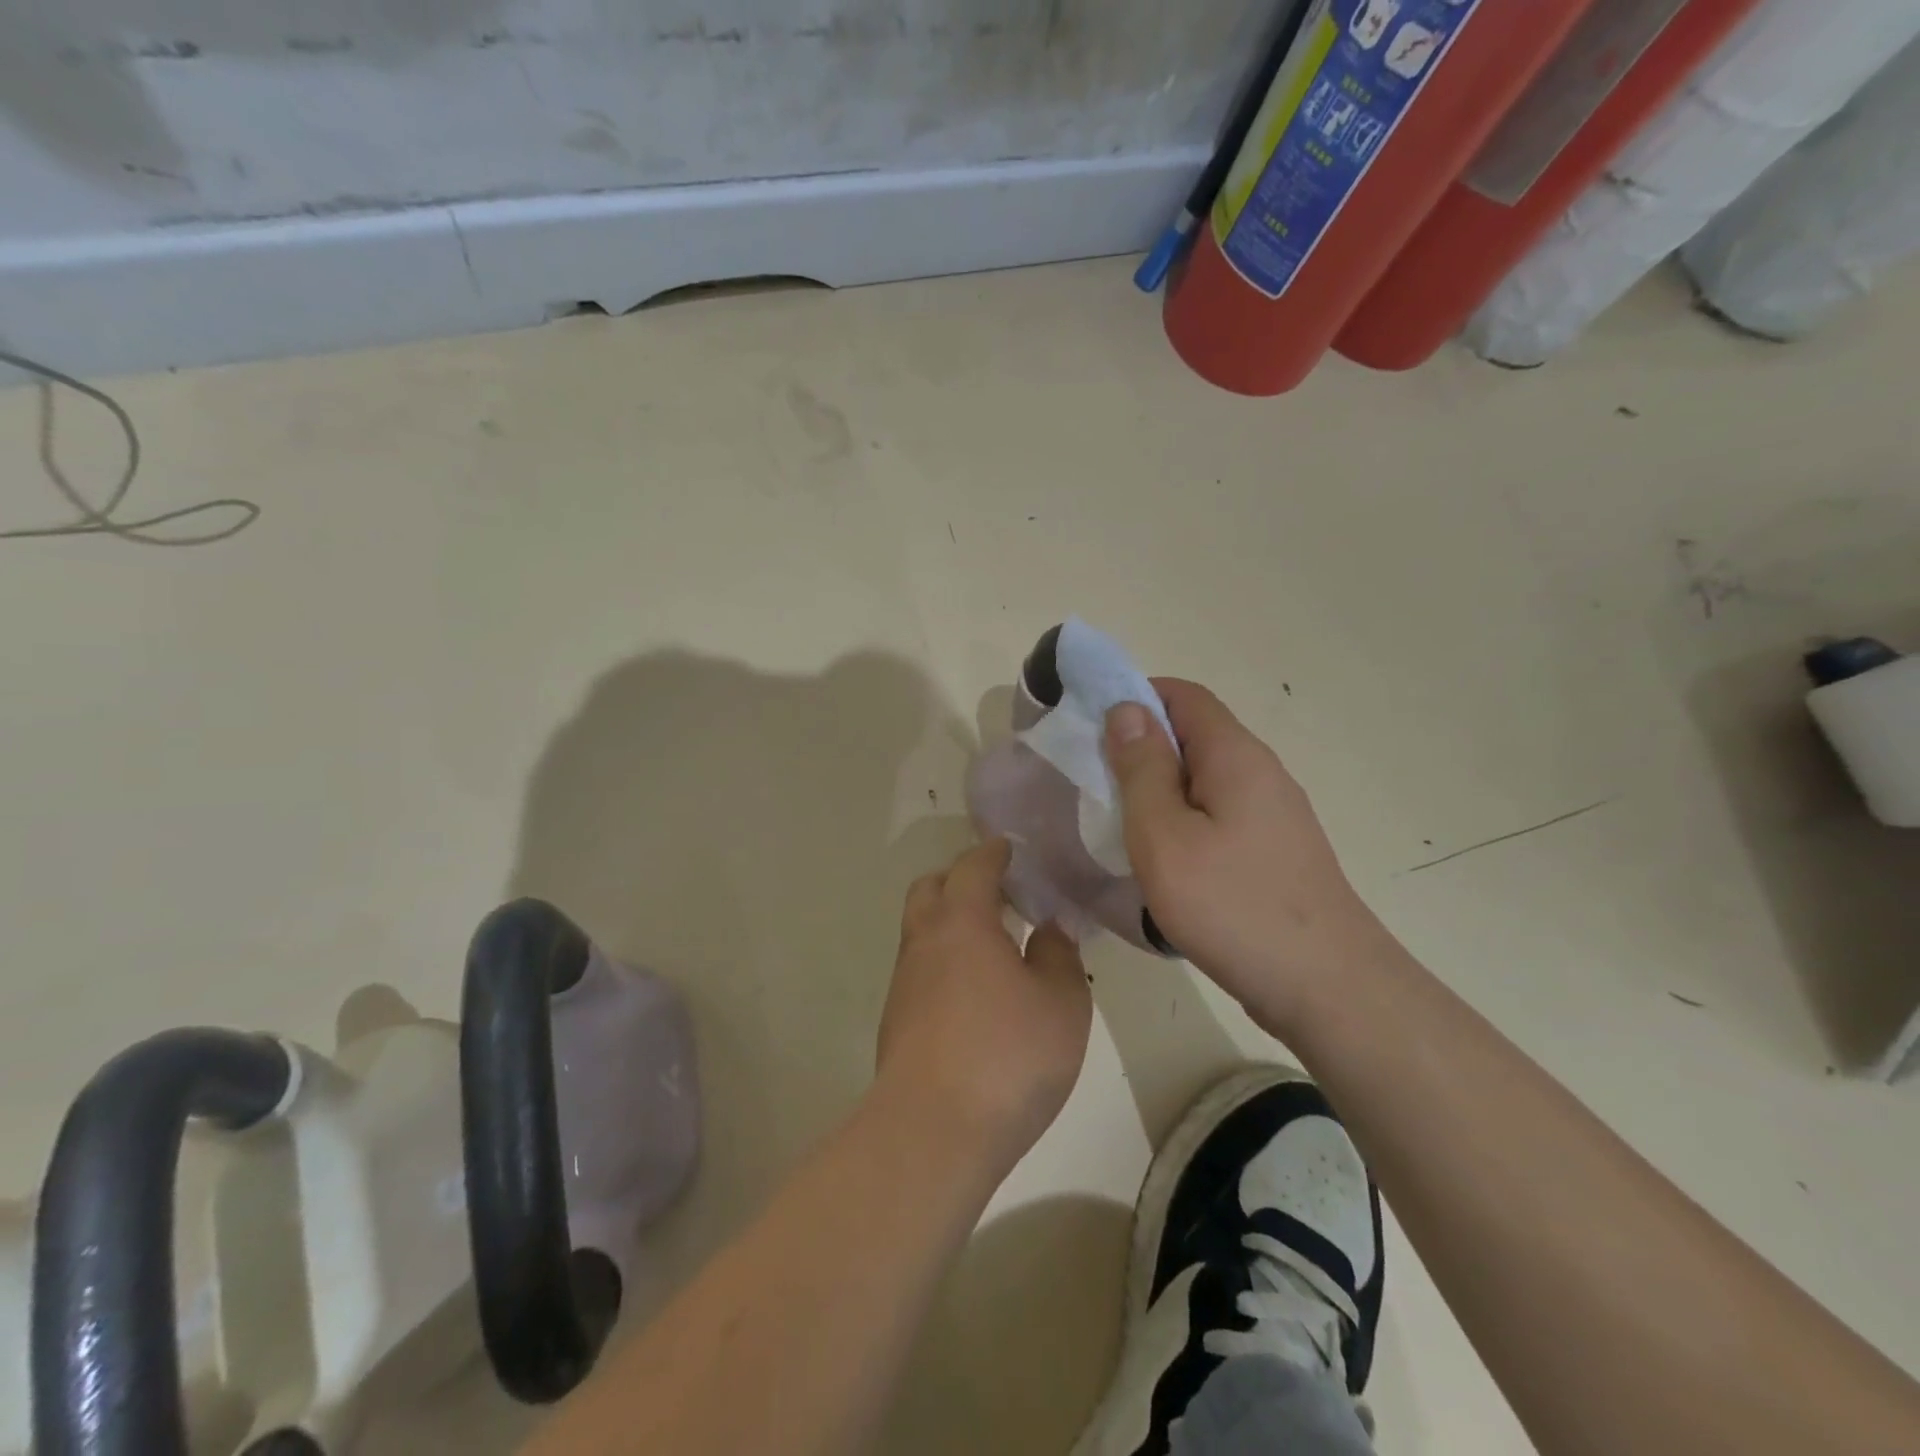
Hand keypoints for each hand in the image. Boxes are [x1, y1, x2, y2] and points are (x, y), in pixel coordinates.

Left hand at [876, 838, 1091, 1173]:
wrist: (932, 1132)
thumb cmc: (1007, 1056)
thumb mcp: (1061, 1003)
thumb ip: (1057, 956)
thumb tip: (1046, 929)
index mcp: (962, 922)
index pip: (973, 867)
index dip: (992, 853)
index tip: (1008, 849)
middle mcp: (924, 942)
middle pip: (930, 889)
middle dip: (959, 880)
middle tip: (997, 894)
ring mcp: (904, 983)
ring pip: (921, 931)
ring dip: (950, 923)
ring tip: (992, 946)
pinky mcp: (896, 1021)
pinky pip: (921, 970)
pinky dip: (944, 962)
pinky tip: (974, 994)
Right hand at [1104, 680, 1392, 1030]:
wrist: (1327, 988)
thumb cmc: (1232, 905)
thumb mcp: (1164, 835)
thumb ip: (1142, 769)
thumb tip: (1128, 709)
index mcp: (1234, 756)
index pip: (1183, 695)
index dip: (1135, 697)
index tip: (1092, 729)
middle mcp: (1261, 773)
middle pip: (1195, 736)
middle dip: (1142, 749)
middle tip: (1097, 784)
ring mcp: (1275, 815)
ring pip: (1205, 780)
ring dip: (1160, 790)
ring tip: (1122, 826)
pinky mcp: (1276, 852)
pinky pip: (1219, 815)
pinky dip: (1184, 821)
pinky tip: (1165, 861)